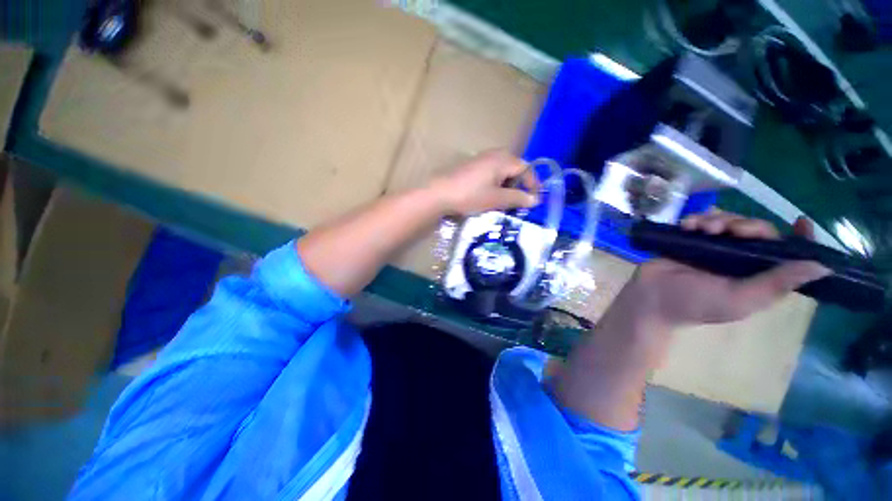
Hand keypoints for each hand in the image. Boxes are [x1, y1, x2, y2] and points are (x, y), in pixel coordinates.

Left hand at [428, 150, 538, 215]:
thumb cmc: (470, 195)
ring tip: (507, 200)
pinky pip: (492, 172)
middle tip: (521, 200)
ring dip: (508, 184)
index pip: (526, 169)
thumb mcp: (496, 199)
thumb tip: (535, 200)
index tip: (535, 200)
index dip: (533, 184)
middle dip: (520, 184)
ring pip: (503, 170)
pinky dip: (497, 183)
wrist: (440, 194)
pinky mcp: (472, 165)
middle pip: (515, 167)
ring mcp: (481, 158)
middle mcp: (494, 154)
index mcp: (503, 159)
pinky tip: (491, 195)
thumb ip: (517, 198)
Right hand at [620, 210, 830, 329]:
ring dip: (718, 219)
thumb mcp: (740, 299)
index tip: (801, 222)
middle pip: (755, 229)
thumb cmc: (695, 304)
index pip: (785, 253)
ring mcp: (712, 247)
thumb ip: (777, 284)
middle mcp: (738, 258)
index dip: (797, 238)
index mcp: (756, 274)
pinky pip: (699, 220)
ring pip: (727, 221)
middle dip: (746, 224)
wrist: (651, 298)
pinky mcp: (688, 240)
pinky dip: (695, 219)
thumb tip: (823, 266)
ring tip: (702, 229)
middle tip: (731, 230)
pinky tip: (688, 226)